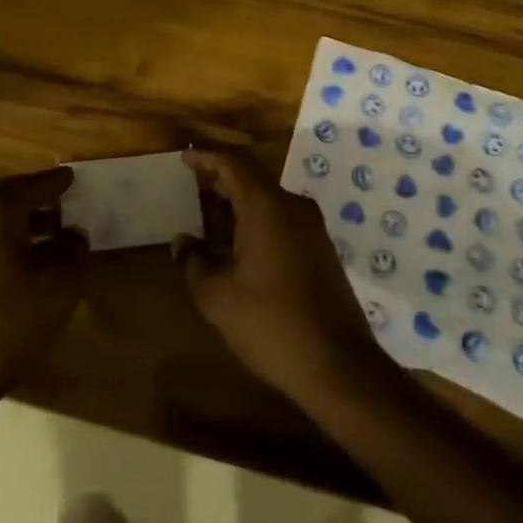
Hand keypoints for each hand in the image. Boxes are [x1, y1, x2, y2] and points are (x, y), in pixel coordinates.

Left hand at [0, 167, 87, 417]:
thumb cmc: (8, 322)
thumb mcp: (59, 287)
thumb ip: (74, 253)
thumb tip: (74, 234)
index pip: (33, 185)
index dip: (56, 182)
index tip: (73, 177)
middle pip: (9, 197)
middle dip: (37, 197)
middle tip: (63, 200)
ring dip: (23, 222)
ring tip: (53, 235)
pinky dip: (8, 242)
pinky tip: (28, 265)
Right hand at [175, 148, 383, 403]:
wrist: (339, 367)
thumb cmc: (270, 323)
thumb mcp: (217, 296)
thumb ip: (193, 262)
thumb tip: (182, 242)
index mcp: (266, 206)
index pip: (233, 162)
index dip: (206, 156)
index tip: (184, 156)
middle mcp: (292, 207)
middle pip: (252, 178)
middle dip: (221, 178)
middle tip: (192, 184)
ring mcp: (312, 229)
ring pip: (268, 201)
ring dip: (238, 204)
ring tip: (209, 217)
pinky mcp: (321, 252)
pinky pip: (282, 221)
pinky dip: (256, 222)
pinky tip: (237, 247)